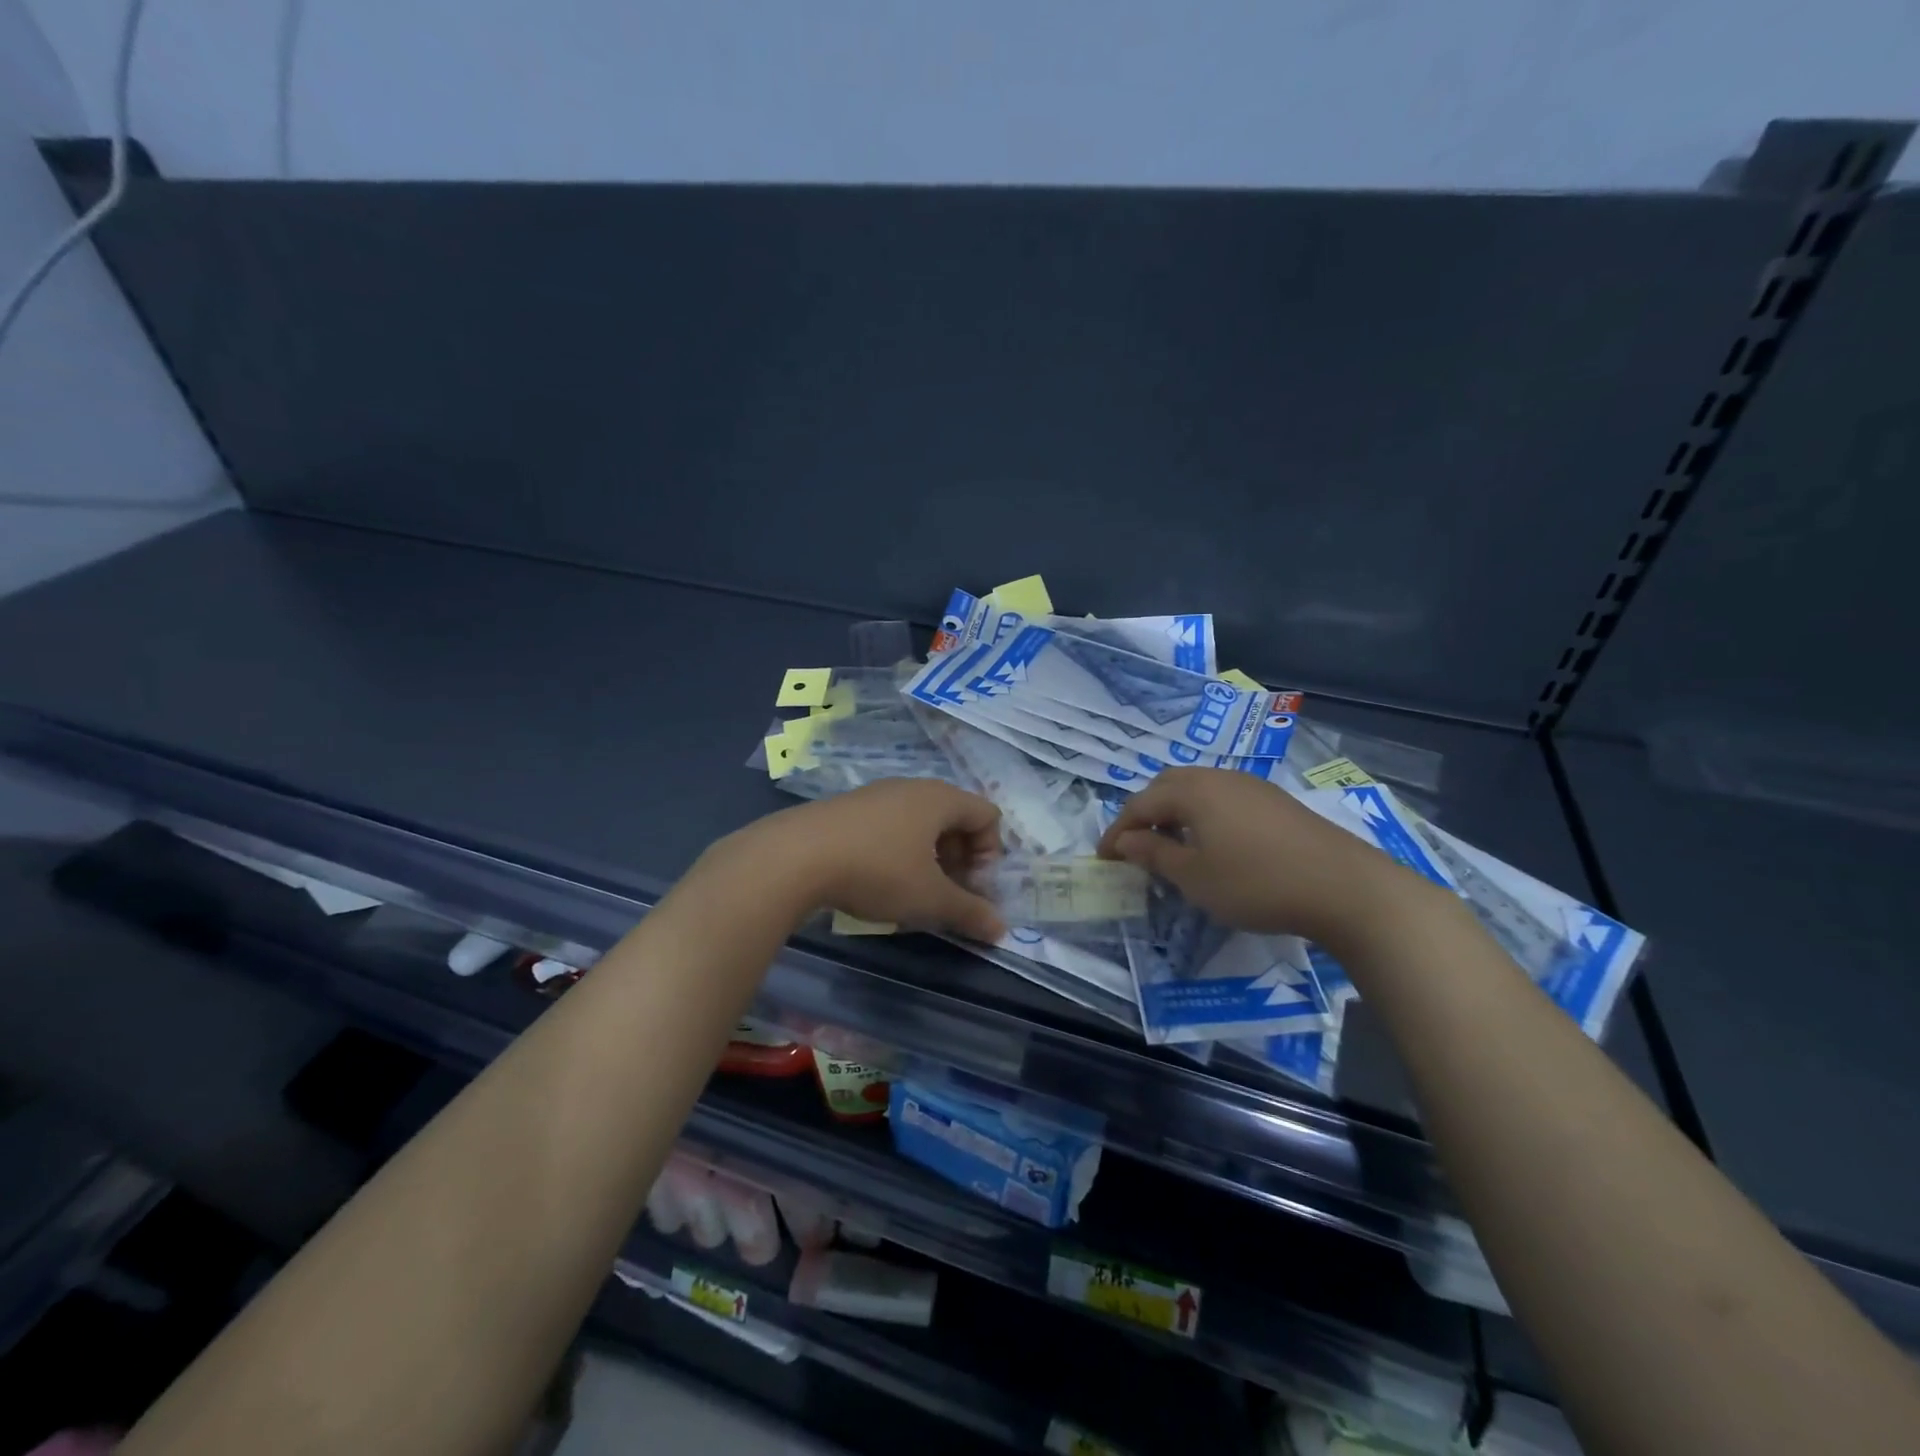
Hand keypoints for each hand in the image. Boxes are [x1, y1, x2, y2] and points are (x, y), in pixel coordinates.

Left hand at [717, 779, 1007, 942]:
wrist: (795, 856)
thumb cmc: (877, 871)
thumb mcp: (929, 899)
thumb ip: (969, 912)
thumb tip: (1002, 931)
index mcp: (940, 798)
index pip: (987, 815)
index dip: (990, 854)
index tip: (973, 888)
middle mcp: (912, 788)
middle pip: (954, 818)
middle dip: (960, 858)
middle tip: (949, 893)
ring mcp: (877, 794)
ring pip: (920, 823)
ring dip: (929, 857)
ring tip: (914, 892)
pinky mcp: (849, 808)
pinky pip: (890, 825)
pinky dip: (898, 851)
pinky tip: (878, 881)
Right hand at [1096, 767, 1435, 946]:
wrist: (1343, 886)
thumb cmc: (1255, 883)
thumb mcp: (1194, 876)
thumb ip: (1154, 854)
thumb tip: (1126, 840)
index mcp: (1192, 791)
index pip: (1139, 804)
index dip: (1117, 831)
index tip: (1104, 858)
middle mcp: (1218, 777)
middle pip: (1167, 785)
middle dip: (1145, 813)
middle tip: (1136, 845)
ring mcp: (1250, 785)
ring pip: (1197, 789)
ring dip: (1175, 812)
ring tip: (1171, 845)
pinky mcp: (1275, 800)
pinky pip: (1223, 798)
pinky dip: (1203, 815)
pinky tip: (1214, 843)